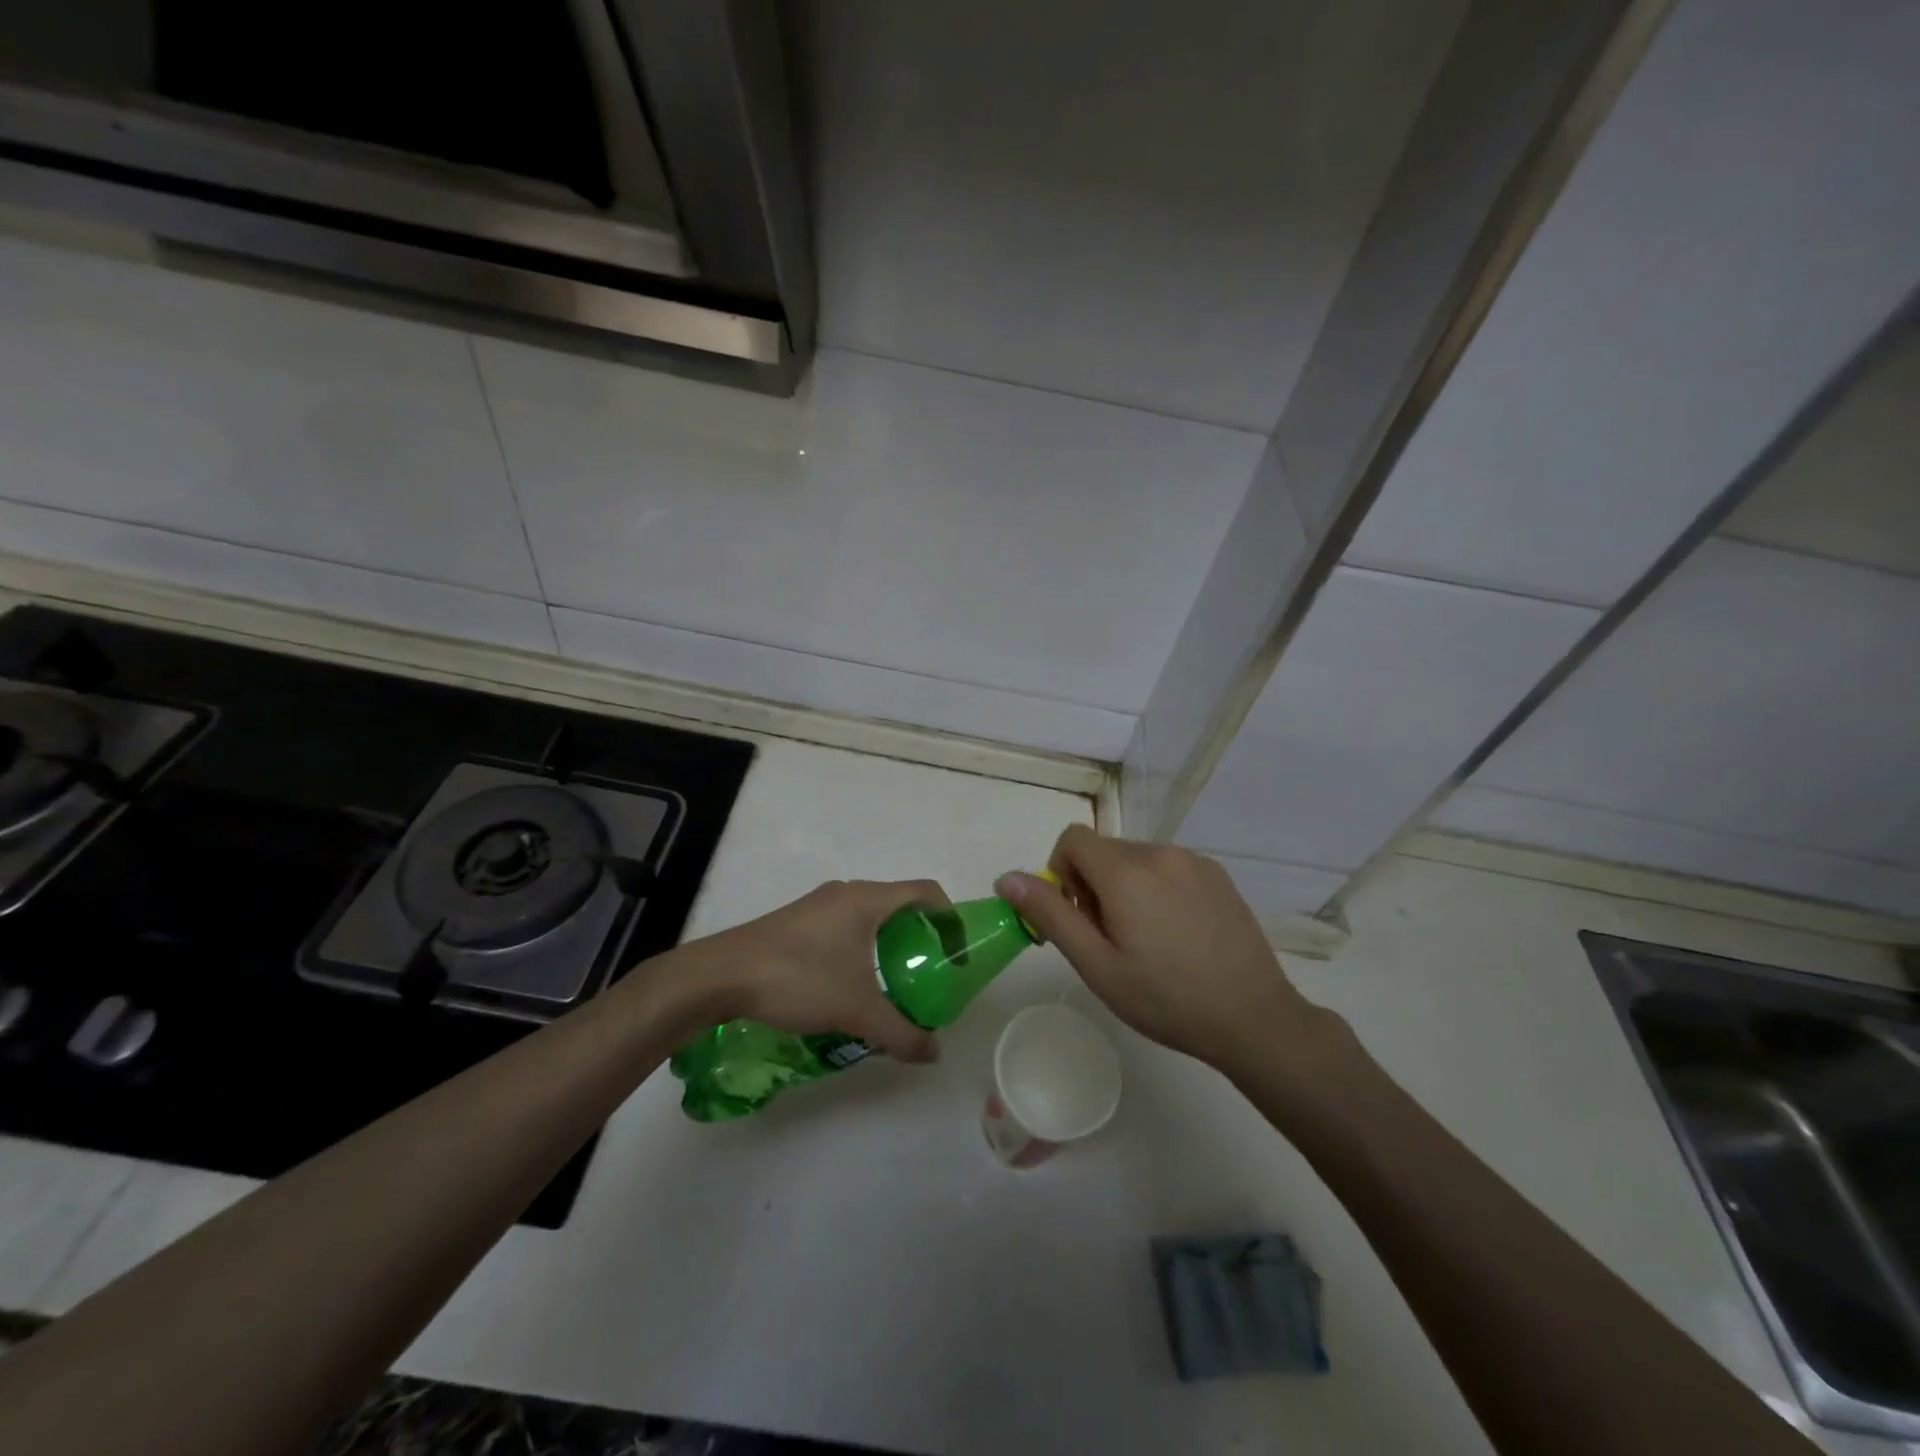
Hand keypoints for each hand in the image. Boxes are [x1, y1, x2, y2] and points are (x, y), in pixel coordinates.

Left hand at [681, 879, 949, 1062]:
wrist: (720, 976)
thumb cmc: (798, 978)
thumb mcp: (856, 1010)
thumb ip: (900, 1032)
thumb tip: (933, 1053)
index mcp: (868, 899)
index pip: (926, 892)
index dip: (950, 918)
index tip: (956, 955)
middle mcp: (846, 893)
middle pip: (899, 904)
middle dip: (920, 937)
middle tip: (928, 975)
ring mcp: (818, 905)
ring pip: (869, 917)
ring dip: (889, 944)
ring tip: (893, 985)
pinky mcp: (797, 922)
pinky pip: (844, 927)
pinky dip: (861, 949)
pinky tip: (850, 986)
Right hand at [996, 827, 1335, 1073]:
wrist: (1253, 1018)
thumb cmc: (1165, 998)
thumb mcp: (1096, 965)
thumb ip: (1049, 914)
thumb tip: (1006, 877)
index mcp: (1126, 871)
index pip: (1072, 839)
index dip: (1061, 873)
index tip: (1077, 917)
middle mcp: (1160, 852)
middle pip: (1104, 850)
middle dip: (1093, 885)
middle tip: (1111, 940)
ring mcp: (1194, 861)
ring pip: (1136, 859)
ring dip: (1126, 887)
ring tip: (1147, 941)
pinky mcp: (1218, 875)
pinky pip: (1169, 867)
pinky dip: (1157, 889)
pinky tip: (1177, 935)